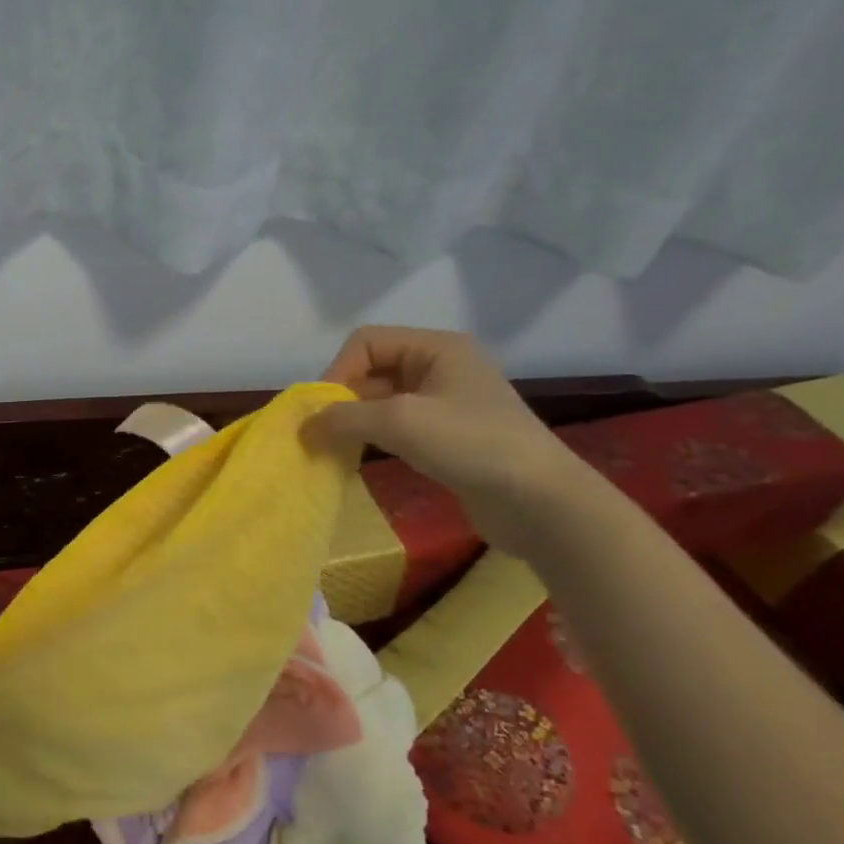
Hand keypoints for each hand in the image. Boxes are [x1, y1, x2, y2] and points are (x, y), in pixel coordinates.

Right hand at [304, 326, 598, 553]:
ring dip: (356, 422)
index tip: (324, 412)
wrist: (540, 501)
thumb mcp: (401, 422)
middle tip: (323, 435)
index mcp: (436, 347)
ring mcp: (445, 403)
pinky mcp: (447, 437)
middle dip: (343, 399)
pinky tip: (361, 459)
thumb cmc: (472, 444)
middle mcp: (440, 367)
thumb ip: (345, 417)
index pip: (366, 342)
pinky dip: (374, 438)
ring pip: (381, 401)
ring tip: (337, 449)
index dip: (338, 371)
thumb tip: (304, 425)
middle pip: (372, 370)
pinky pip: (397, 427)